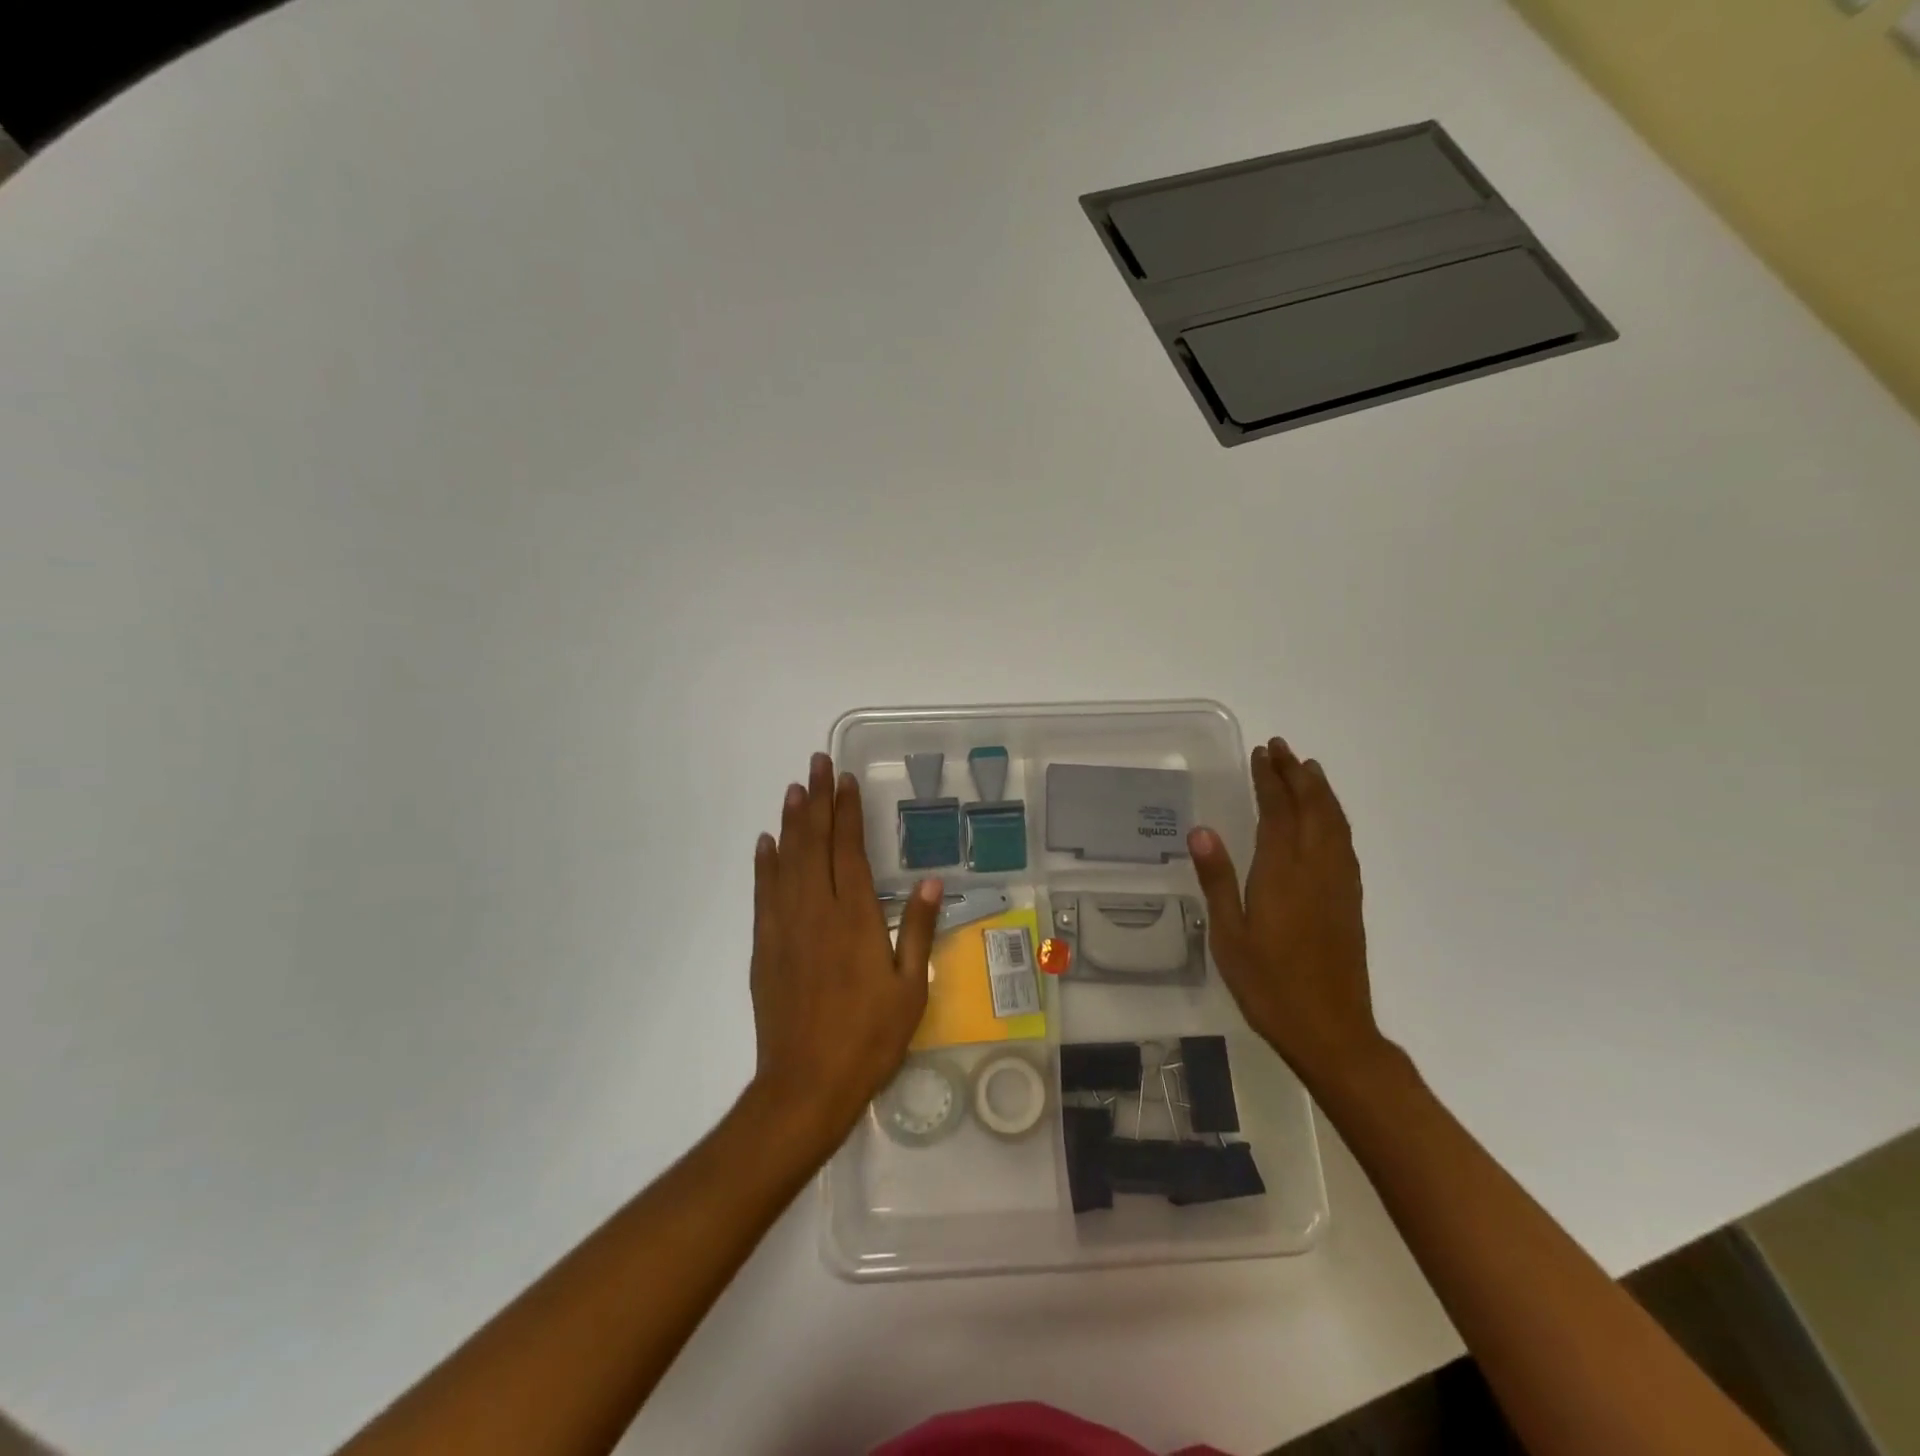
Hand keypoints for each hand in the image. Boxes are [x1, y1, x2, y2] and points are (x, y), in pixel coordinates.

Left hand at [747, 753, 940, 1153]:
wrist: (806, 1085)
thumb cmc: (869, 1039)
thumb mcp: (911, 989)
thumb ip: (918, 931)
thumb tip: (930, 883)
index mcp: (856, 918)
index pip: (850, 850)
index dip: (848, 812)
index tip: (845, 780)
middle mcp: (817, 911)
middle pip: (815, 844)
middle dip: (818, 800)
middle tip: (817, 763)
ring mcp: (785, 927)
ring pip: (787, 860)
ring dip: (791, 821)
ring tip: (794, 789)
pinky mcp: (764, 947)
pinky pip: (763, 893)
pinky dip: (764, 863)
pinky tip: (766, 843)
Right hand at [1188, 738, 1382, 1080]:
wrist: (1331, 1030)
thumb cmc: (1269, 985)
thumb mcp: (1229, 935)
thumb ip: (1218, 880)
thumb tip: (1201, 830)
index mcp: (1283, 873)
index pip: (1278, 811)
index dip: (1269, 779)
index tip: (1261, 753)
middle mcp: (1316, 868)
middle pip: (1312, 808)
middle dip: (1296, 774)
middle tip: (1281, 748)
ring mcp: (1339, 884)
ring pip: (1334, 822)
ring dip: (1320, 791)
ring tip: (1307, 768)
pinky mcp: (1351, 900)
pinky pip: (1344, 842)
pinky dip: (1335, 817)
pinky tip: (1327, 818)